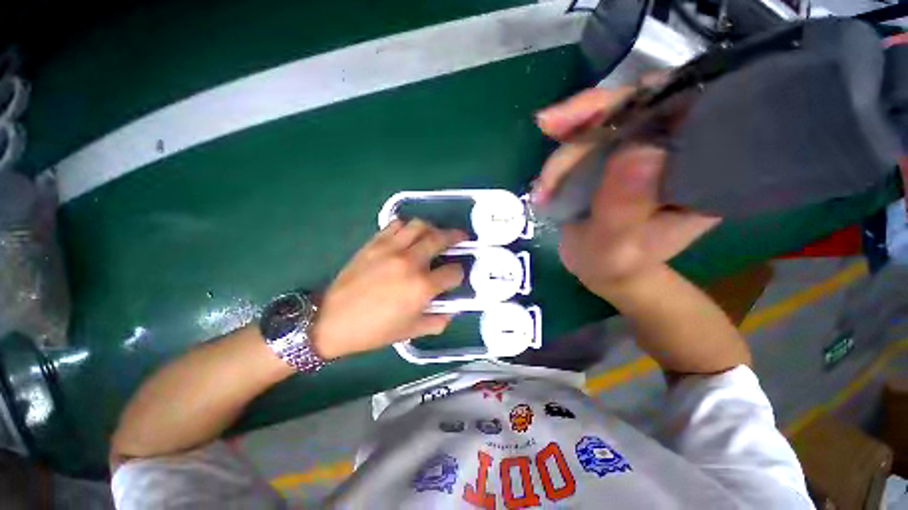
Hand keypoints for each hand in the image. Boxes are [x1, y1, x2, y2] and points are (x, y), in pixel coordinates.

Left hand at [312, 219, 466, 359]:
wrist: (332, 320)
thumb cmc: (374, 330)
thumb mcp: (411, 332)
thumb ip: (438, 321)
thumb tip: (451, 309)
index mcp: (422, 287)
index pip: (454, 272)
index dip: (459, 274)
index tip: (455, 277)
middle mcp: (410, 262)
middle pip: (441, 238)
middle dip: (456, 237)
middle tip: (461, 238)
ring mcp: (391, 248)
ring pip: (420, 225)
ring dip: (433, 228)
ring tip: (435, 234)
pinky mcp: (374, 243)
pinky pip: (396, 225)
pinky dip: (408, 227)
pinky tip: (408, 236)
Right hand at [532, 87, 720, 294]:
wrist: (600, 267)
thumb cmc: (614, 263)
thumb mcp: (616, 245)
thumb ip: (624, 208)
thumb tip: (639, 150)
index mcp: (700, 169)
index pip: (685, 109)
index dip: (643, 99)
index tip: (599, 113)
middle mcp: (675, 148)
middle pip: (636, 106)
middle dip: (588, 117)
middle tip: (549, 126)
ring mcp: (640, 148)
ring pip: (603, 121)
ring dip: (565, 150)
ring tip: (543, 190)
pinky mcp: (612, 154)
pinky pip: (585, 138)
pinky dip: (561, 153)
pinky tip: (546, 177)